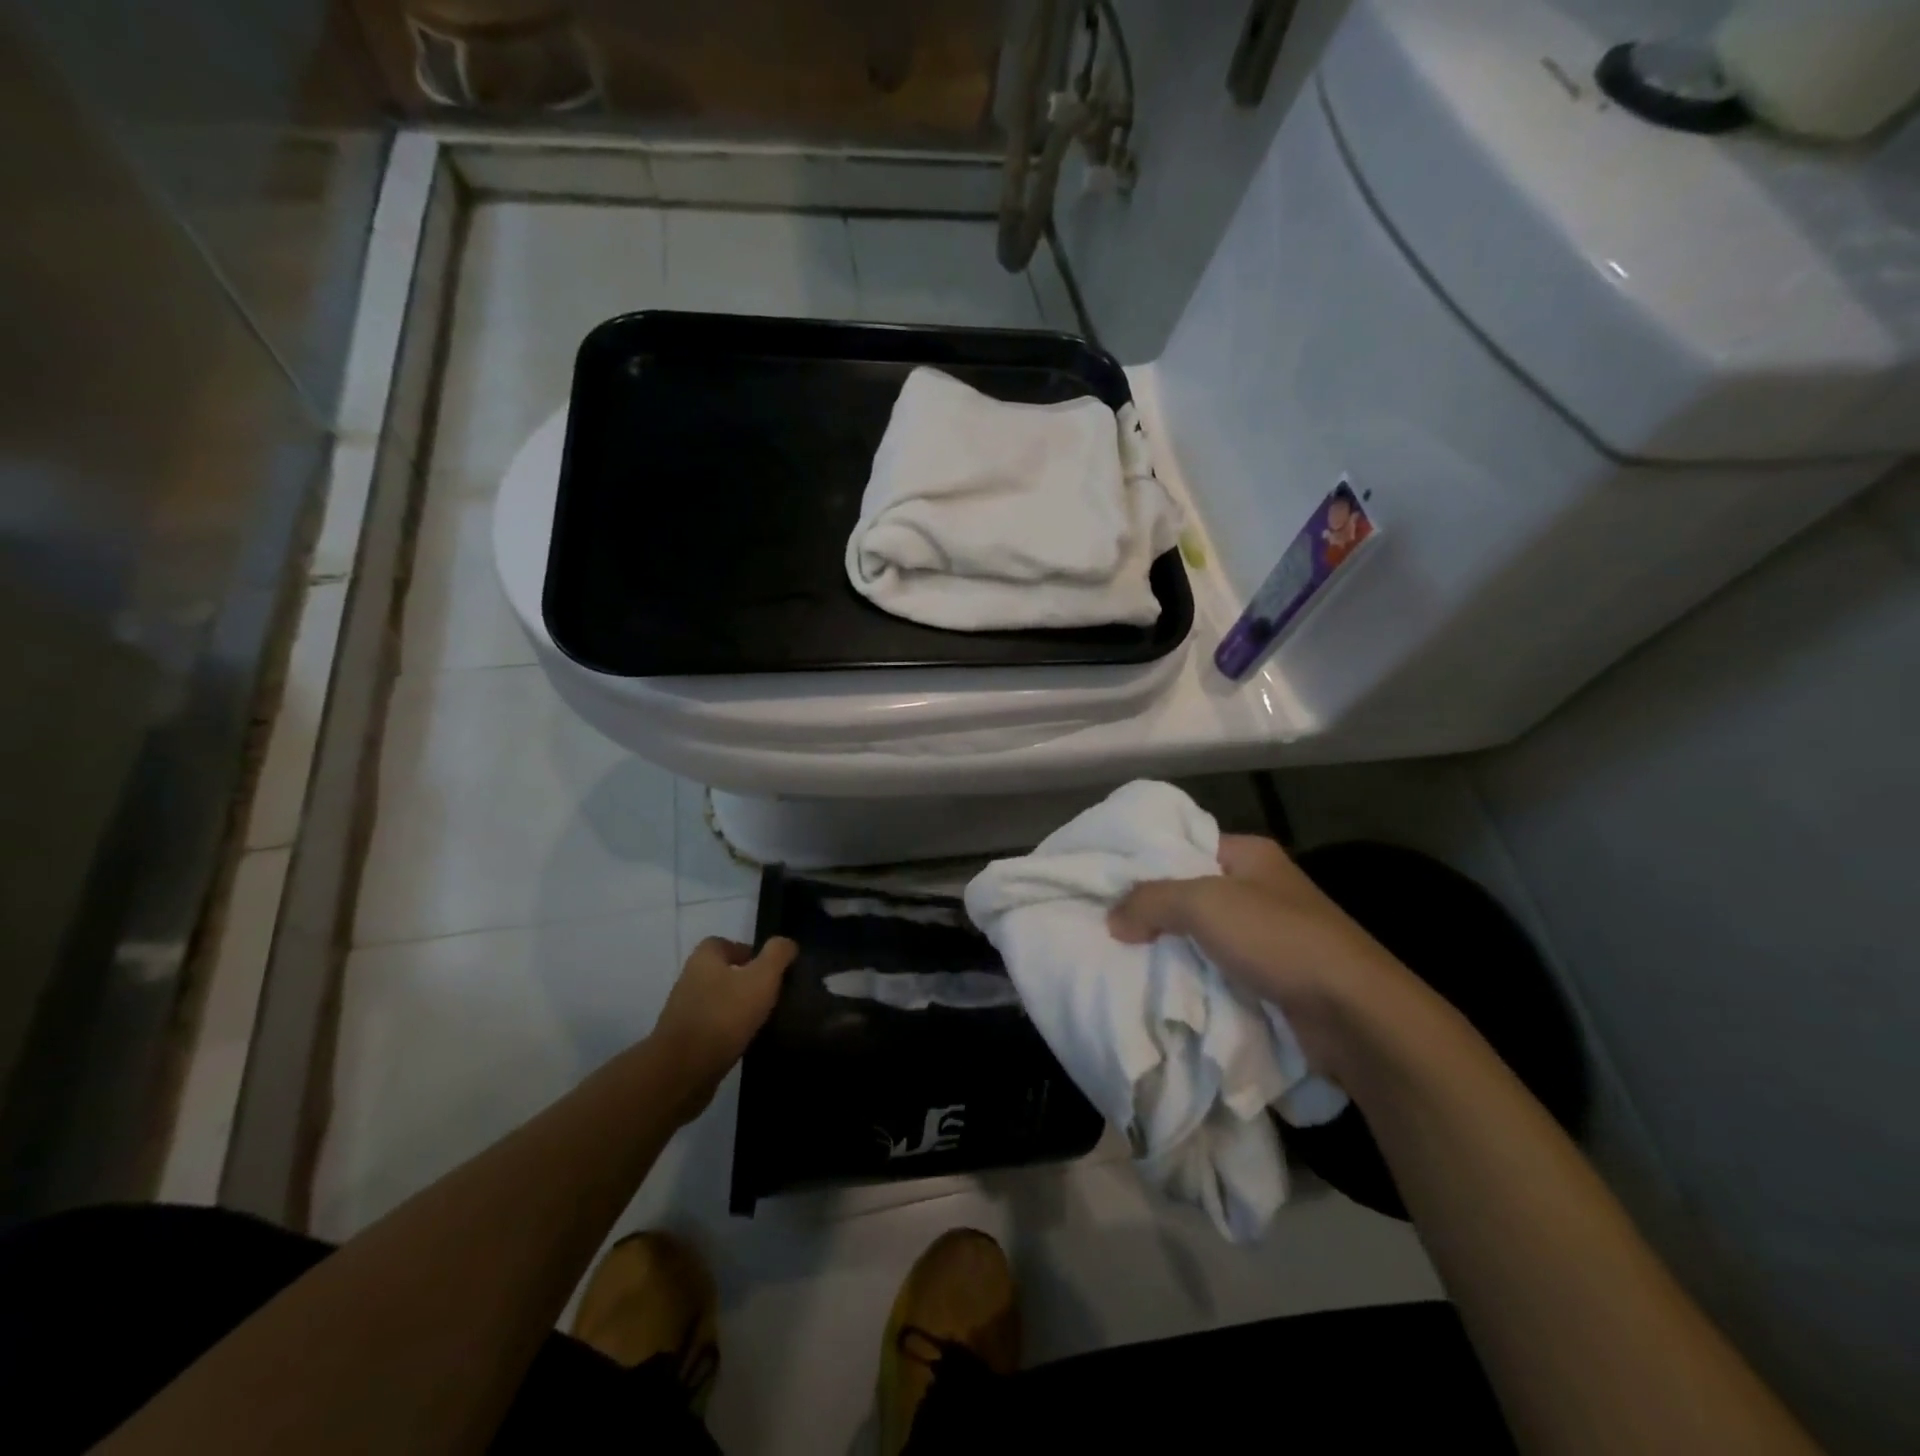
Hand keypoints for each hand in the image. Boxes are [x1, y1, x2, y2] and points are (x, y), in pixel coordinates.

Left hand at [649, 936, 797, 1118]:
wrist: (682, 1073)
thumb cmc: (724, 1016)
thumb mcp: (762, 978)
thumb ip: (777, 955)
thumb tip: (786, 943)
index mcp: (704, 959)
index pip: (724, 943)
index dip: (748, 952)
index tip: (770, 969)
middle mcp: (689, 980)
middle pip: (721, 973)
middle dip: (745, 982)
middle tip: (771, 995)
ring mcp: (683, 1013)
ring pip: (717, 1002)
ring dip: (736, 1009)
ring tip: (762, 1020)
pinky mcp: (683, 1042)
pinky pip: (711, 1029)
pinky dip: (727, 1033)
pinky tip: (744, 1042)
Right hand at [1108, 835, 1407, 1076]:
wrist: (1353, 1015)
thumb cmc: (1279, 939)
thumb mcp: (1204, 904)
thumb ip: (1151, 901)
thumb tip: (1113, 918)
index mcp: (1250, 855)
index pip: (1185, 845)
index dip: (1147, 862)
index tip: (1107, 883)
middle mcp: (1261, 889)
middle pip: (1191, 893)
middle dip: (1154, 912)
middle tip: (1109, 927)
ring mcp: (1271, 935)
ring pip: (1204, 937)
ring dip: (1173, 951)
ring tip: (1125, 961)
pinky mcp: (1275, 978)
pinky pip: (1221, 971)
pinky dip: (1196, 980)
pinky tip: (1164, 990)